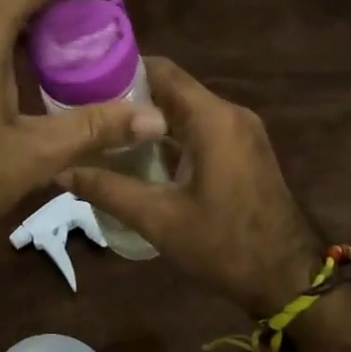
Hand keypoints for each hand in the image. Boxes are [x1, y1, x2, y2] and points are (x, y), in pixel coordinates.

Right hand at [62, 57, 322, 317]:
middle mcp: (229, 114)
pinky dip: (170, 135)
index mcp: (212, 119)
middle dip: (129, 98)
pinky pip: (200, 128)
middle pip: (171, 89)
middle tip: (86, 113)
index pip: (161, 71)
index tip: (83, 84)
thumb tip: (61, 169)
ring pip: (185, 110)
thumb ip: (107, 189)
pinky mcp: (244, 150)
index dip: (120, 71)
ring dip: (148, 119)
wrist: (289, 280)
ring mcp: (241, 132)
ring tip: (104, 134)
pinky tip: (140, 156)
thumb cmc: (224, 246)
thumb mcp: (158, 219)